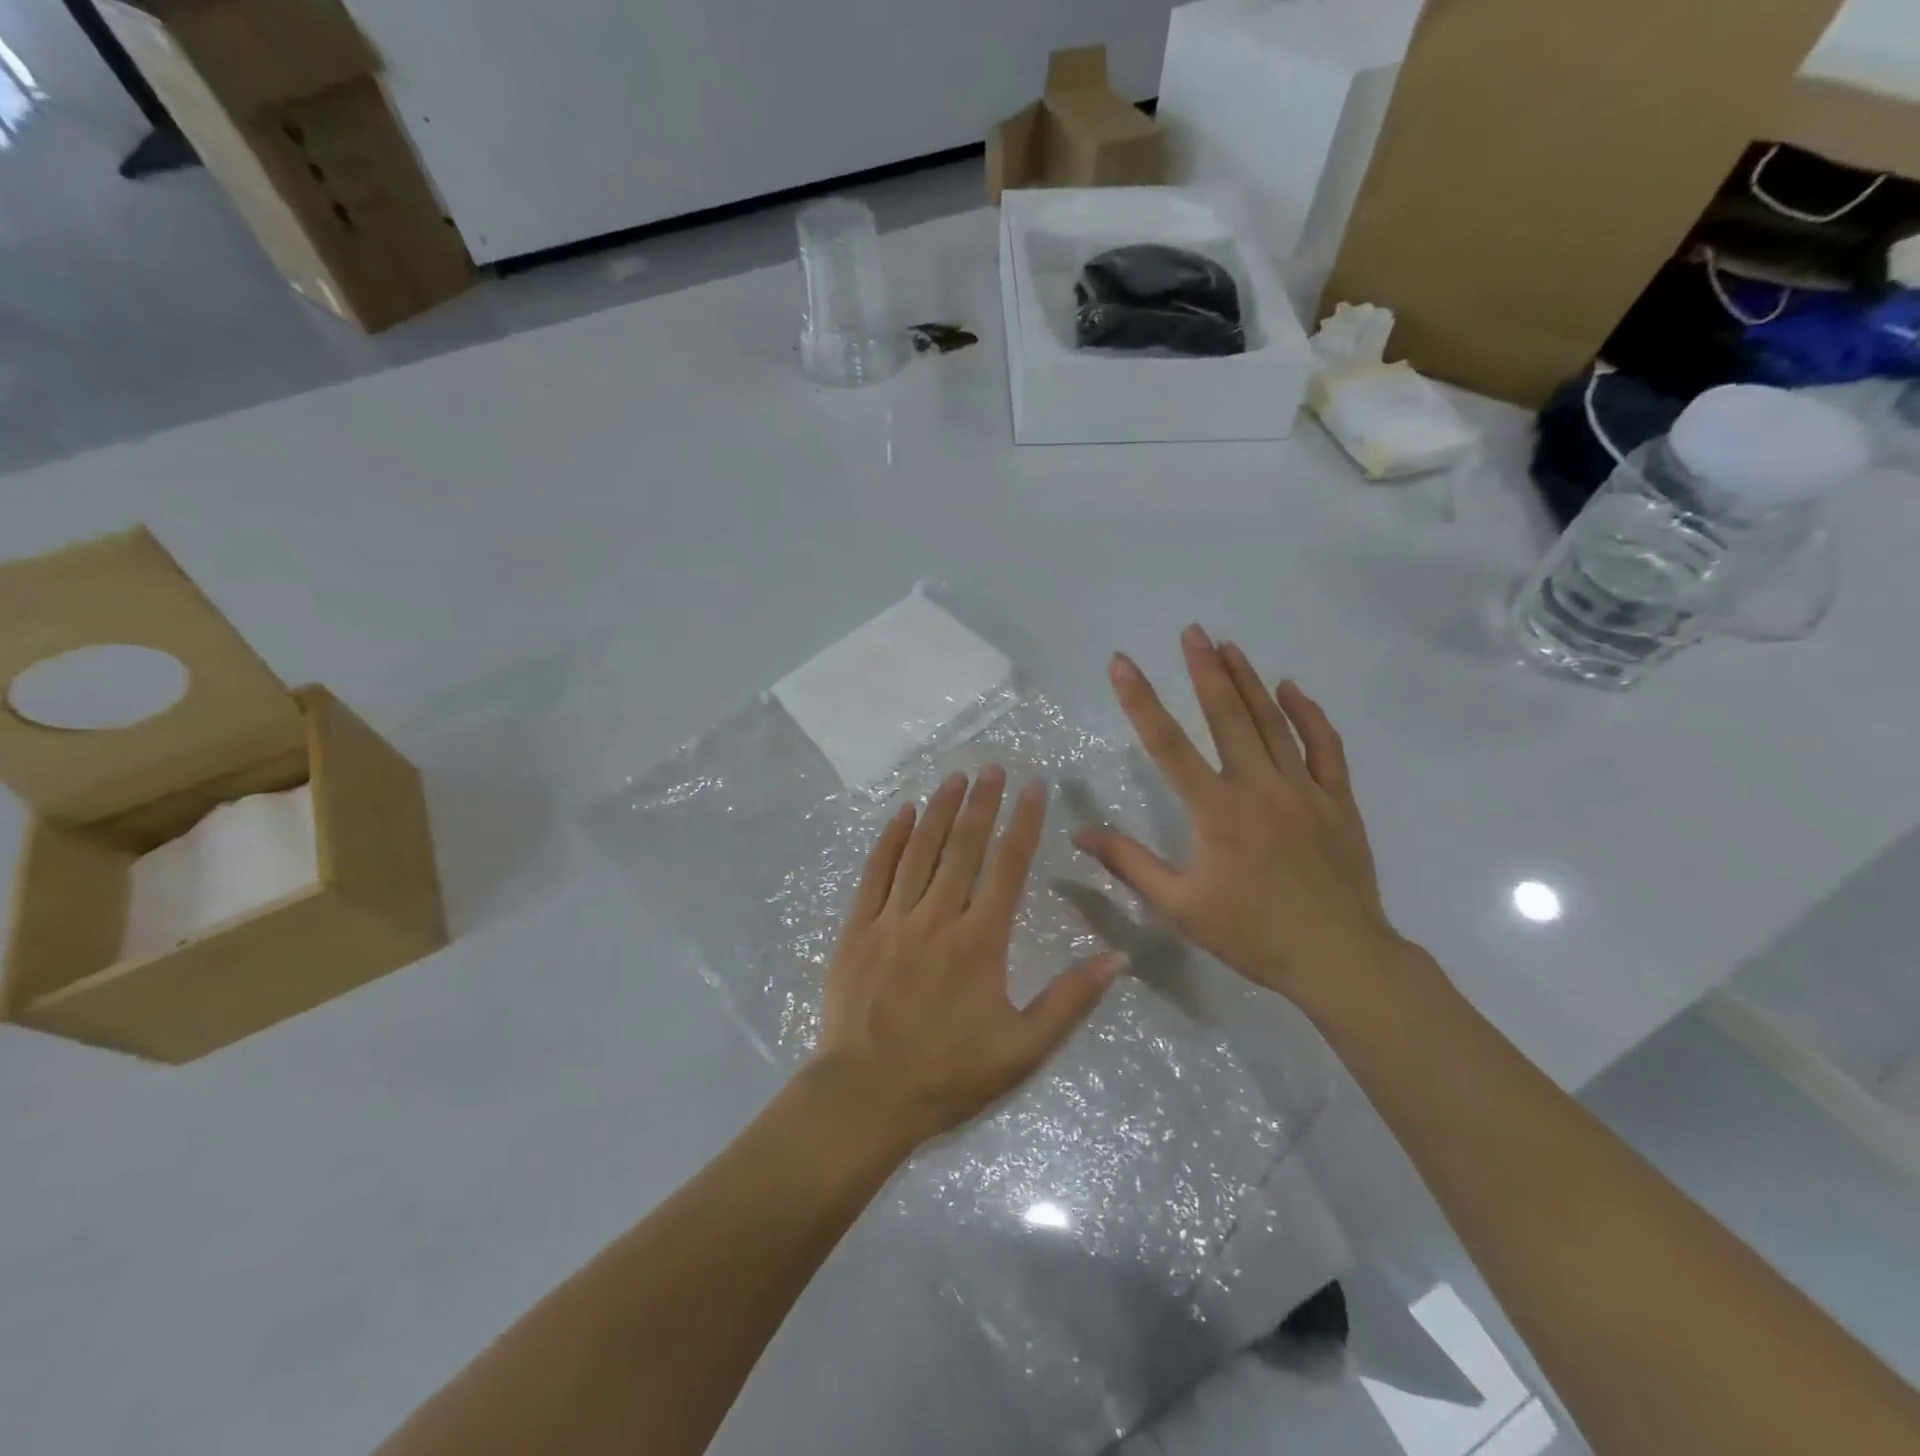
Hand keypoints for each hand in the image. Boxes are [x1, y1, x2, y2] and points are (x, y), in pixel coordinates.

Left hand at [813, 768, 1123, 1148]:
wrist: (866, 1096)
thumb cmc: (949, 1074)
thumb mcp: (1023, 1049)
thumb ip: (1071, 1000)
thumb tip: (1118, 957)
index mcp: (980, 941)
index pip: (1008, 866)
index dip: (1024, 823)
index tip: (1034, 788)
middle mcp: (937, 917)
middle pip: (963, 846)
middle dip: (981, 802)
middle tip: (992, 767)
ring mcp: (893, 919)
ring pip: (920, 850)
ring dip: (939, 810)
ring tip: (954, 777)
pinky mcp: (858, 929)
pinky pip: (876, 873)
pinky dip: (890, 839)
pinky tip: (903, 814)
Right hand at [1073, 627, 1404, 1013]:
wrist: (1339, 960)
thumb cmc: (1252, 934)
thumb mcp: (1180, 906)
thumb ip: (1130, 864)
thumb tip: (1081, 834)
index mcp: (1216, 811)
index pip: (1168, 745)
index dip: (1141, 701)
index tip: (1122, 664)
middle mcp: (1259, 787)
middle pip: (1227, 717)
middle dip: (1205, 670)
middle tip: (1191, 632)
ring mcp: (1304, 790)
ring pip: (1273, 723)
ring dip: (1249, 681)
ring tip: (1229, 646)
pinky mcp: (1338, 801)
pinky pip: (1325, 747)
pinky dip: (1309, 715)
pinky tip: (1292, 690)